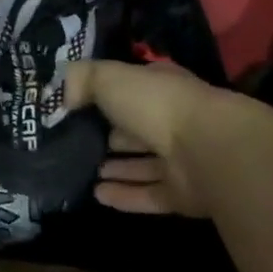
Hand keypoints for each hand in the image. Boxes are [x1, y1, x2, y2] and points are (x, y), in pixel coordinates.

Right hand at [64, 59, 272, 217]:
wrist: (208, 149)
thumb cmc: (155, 103)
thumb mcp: (107, 76)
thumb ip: (80, 79)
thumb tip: (65, 97)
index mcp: (161, 88)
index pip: (132, 89)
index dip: (106, 95)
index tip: (76, 106)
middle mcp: (174, 121)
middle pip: (138, 129)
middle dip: (112, 135)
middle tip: (77, 142)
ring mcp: (182, 160)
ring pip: (144, 164)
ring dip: (118, 168)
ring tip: (85, 170)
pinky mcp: (184, 195)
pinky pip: (148, 195)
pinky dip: (124, 195)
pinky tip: (96, 195)